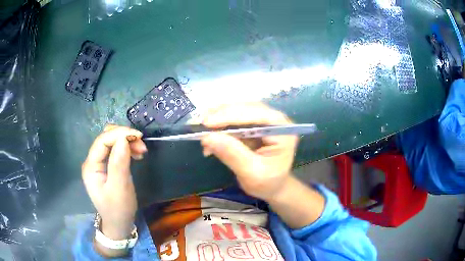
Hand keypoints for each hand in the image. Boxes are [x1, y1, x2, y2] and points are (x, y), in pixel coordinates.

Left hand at [81, 125, 146, 240]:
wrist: (118, 224)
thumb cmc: (118, 210)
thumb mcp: (119, 189)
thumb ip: (119, 164)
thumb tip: (124, 139)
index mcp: (91, 166)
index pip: (102, 141)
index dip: (119, 134)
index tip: (138, 136)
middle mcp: (93, 161)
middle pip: (106, 138)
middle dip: (123, 136)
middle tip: (141, 145)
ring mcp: (99, 163)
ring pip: (112, 142)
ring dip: (127, 141)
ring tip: (141, 150)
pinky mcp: (107, 166)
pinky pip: (116, 150)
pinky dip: (127, 148)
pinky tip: (136, 154)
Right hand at [201, 103, 297, 201]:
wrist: (272, 187)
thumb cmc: (267, 183)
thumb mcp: (252, 173)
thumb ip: (233, 154)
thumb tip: (208, 137)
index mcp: (283, 130)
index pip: (257, 115)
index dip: (231, 116)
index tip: (207, 122)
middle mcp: (274, 120)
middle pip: (246, 108)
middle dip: (221, 115)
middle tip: (199, 124)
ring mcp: (263, 121)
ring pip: (237, 111)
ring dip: (217, 119)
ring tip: (201, 130)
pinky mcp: (252, 125)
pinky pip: (233, 120)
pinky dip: (219, 126)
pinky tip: (209, 138)